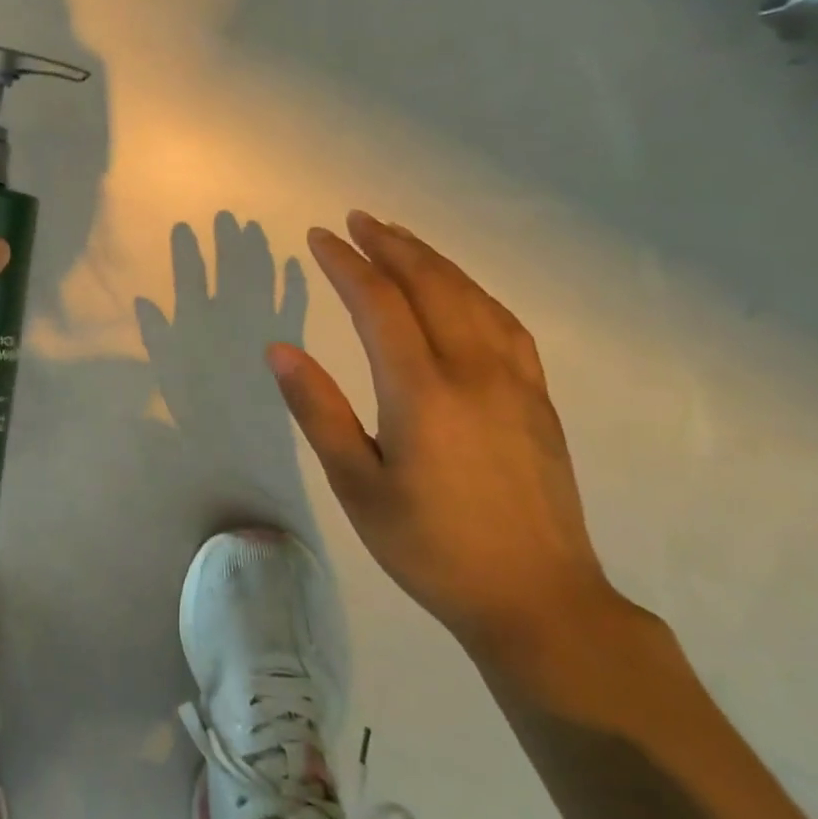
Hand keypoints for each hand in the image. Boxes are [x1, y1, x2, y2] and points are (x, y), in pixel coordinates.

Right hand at [268, 210, 622, 656]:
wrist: (537, 598)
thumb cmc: (429, 546)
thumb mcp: (356, 485)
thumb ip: (318, 410)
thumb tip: (279, 349)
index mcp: (422, 391)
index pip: (378, 304)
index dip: (346, 265)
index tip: (318, 238)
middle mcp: (473, 371)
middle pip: (431, 285)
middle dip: (391, 246)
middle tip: (357, 220)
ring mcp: (515, 382)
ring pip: (473, 297)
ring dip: (433, 260)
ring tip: (401, 238)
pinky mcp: (538, 399)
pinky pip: (504, 323)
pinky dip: (474, 290)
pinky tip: (462, 290)